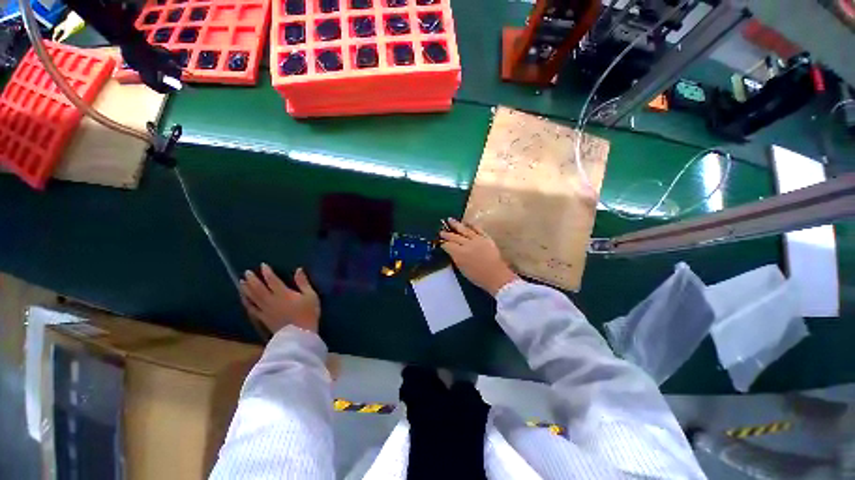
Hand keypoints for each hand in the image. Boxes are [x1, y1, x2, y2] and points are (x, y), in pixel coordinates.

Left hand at [240, 264, 320, 333]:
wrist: (299, 334)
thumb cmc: (308, 313)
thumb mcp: (311, 295)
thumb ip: (303, 282)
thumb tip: (298, 269)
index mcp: (283, 293)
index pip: (272, 280)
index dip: (267, 272)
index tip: (263, 265)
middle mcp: (271, 300)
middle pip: (259, 288)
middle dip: (252, 279)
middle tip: (246, 272)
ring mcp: (265, 310)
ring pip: (253, 298)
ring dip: (246, 289)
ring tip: (241, 282)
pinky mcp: (263, 319)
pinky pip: (252, 309)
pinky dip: (247, 303)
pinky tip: (244, 299)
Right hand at [440, 218, 518, 295]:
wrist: (496, 276)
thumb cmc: (478, 277)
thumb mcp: (462, 269)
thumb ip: (455, 258)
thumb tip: (451, 251)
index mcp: (460, 254)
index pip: (448, 245)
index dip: (442, 243)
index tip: (439, 242)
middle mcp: (467, 244)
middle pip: (454, 237)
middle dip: (447, 234)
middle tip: (441, 231)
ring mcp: (477, 239)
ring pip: (464, 230)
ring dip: (456, 224)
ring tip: (450, 220)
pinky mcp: (486, 238)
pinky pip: (478, 229)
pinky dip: (471, 224)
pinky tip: (466, 222)